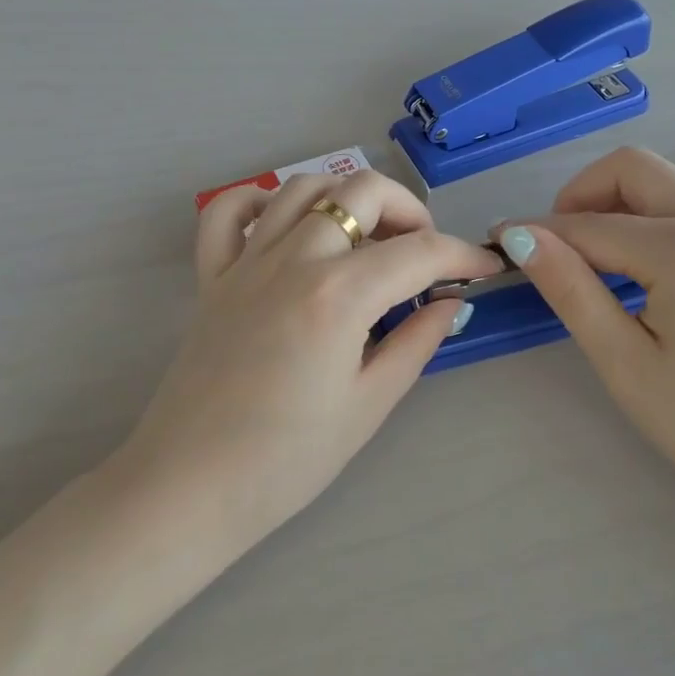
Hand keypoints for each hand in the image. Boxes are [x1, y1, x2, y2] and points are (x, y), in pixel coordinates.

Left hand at [123, 170, 498, 547]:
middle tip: (424, 256)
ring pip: (304, 187)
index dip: (461, 255)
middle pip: (363, 191)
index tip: (484, 269)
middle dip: (410, 211)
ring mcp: (246, 262)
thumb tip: (450, 304)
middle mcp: (293, 260)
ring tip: (369, 240)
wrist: (190, 487)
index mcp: (337, 296)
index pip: (417, 252)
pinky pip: (230, 212)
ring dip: (349, 198)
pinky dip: (264, 201)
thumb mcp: (369, 405)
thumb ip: (416, 343)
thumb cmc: (287, 460)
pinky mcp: (211, 277)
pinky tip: (291, 227)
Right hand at [496, 129, 674, 513]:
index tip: (500, 243)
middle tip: (555, 246)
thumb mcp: (625, 363)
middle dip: (582, 197)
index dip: (539, 234)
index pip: (589, 226)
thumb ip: (573, 290)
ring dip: (630, 191)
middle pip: (634, 173)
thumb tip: (522, 237)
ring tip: (601, 235)